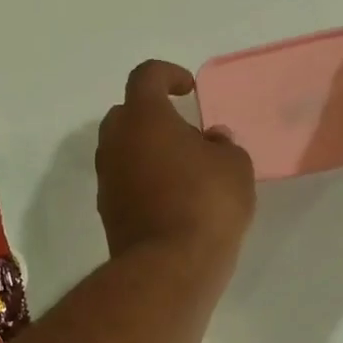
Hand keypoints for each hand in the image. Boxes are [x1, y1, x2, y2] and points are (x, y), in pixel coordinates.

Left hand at [96, 60, 255, 264]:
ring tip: (181, 172)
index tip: (188, 90)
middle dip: (152, 117)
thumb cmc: (207, 204)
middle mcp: (116, 143)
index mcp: (144, 118)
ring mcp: (107, 180)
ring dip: (146, 153)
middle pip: (127, 115)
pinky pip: (124, 184)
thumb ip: (224, 145)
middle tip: (184, 135)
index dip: (168, 75)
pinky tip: (171, 201)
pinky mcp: (108, 213)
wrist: (170, 267)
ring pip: (122, 152)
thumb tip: (211, 141)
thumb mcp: (235, 167)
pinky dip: (142, 183)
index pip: (146, 77)